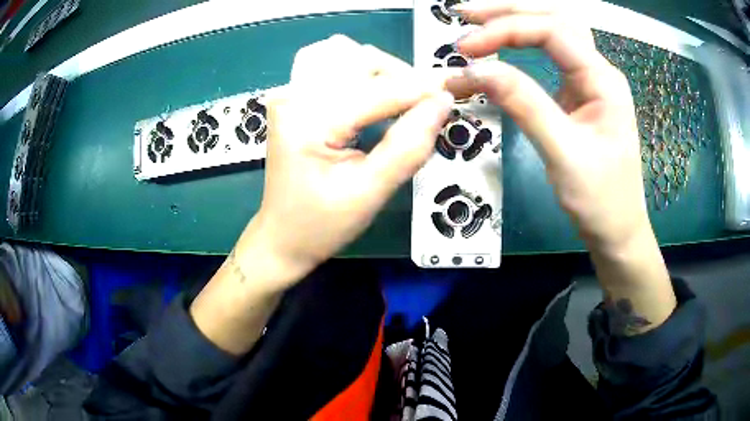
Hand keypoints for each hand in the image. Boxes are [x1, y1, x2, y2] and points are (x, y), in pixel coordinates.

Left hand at [249, 35, 453, 283]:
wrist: (281, 237)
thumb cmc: (320, 225)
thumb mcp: (369, 193)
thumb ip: (408, 147)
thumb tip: (443, 104)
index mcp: (307, 122)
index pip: (376, 90)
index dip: (420, 89)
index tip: (453, 94)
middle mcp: (293, 96)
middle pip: (358, 57)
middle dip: (400, 75)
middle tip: (426, 105)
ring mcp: (289, 94)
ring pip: (345, 53)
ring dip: (380, 70)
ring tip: (400, 99)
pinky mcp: (293, 99)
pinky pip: (330, 65)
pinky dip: (360, 73)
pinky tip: (373, 95)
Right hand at [452, 0, 648, 253]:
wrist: (617, 229)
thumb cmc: (600, 199)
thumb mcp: (563, 154)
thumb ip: (524, 105)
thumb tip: (476, 71)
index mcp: (603, 80)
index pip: (552, 32)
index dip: (506, 30)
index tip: (466, 49)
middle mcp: (597, 71)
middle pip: (554, 19)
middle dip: (509, 11)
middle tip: (465, 14)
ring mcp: (588, 81)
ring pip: (553, 31)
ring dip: (516, 20)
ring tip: (478, 20)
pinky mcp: (578, 94)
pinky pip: (550, 55)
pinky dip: (522, 42)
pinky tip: (501, 43)